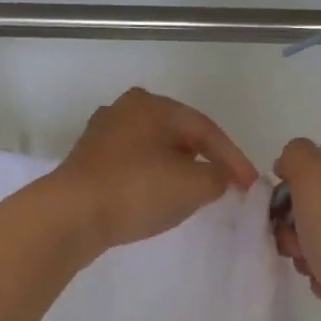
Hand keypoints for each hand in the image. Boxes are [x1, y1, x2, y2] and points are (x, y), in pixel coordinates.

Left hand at [50, 89, 258, 254]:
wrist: (70, 215)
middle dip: (205, 160)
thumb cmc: (137, 190)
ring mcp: (102, 136)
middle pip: (178, 136)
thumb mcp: (194, 185)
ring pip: (154, 151)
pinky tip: (158, 198)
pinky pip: (134, 167)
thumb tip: (217, 176)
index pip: (206, 129)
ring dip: (178, 170)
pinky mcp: (88, 162)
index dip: (233, 158)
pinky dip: (153, 179)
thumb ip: (218, 177)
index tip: (250, 185)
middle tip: (225, 183)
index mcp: (152, 105)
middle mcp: (124, 110)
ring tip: (196, 193)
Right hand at [272, 139, 320, 320]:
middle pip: (309, 212)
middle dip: (293, 230)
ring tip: (313, 266)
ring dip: (303, 256)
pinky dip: (320, 276)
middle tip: (297, 244)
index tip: (281, 214)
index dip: (287, 195)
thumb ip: (296, 156)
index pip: (309, 177)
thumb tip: (286, 165)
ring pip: (314, 242)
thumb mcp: (314, 176)